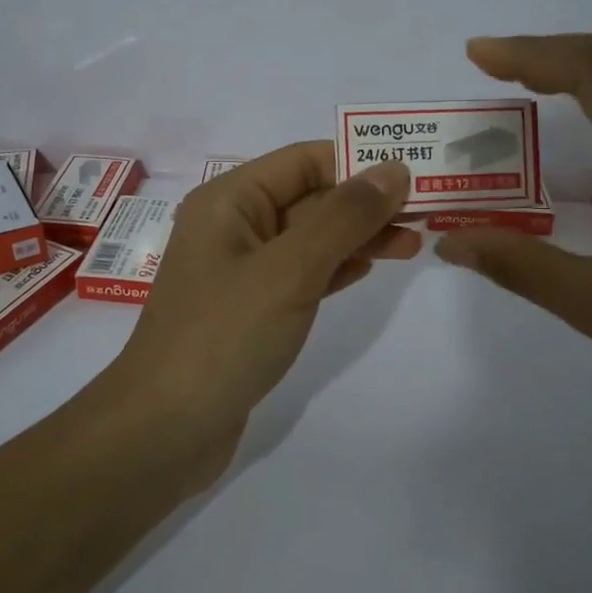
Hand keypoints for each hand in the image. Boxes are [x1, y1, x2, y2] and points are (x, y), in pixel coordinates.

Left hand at [104, 143, 420, 484]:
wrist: (164, 431)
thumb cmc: (223, 337)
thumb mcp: (289, 269)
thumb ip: (343, 217)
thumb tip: (394, 169)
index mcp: (230, 200)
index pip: (305, 161)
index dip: (360, 161)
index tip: (416, 173)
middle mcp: (234, 227)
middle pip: (310, 197)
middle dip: (366, 202)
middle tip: (427, 212)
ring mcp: (242, 271)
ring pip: (311, 238)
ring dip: (359, 236)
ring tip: (414, 242)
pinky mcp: (252, 310)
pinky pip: (302, 274)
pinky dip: (337, 267)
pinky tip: (370, 268)